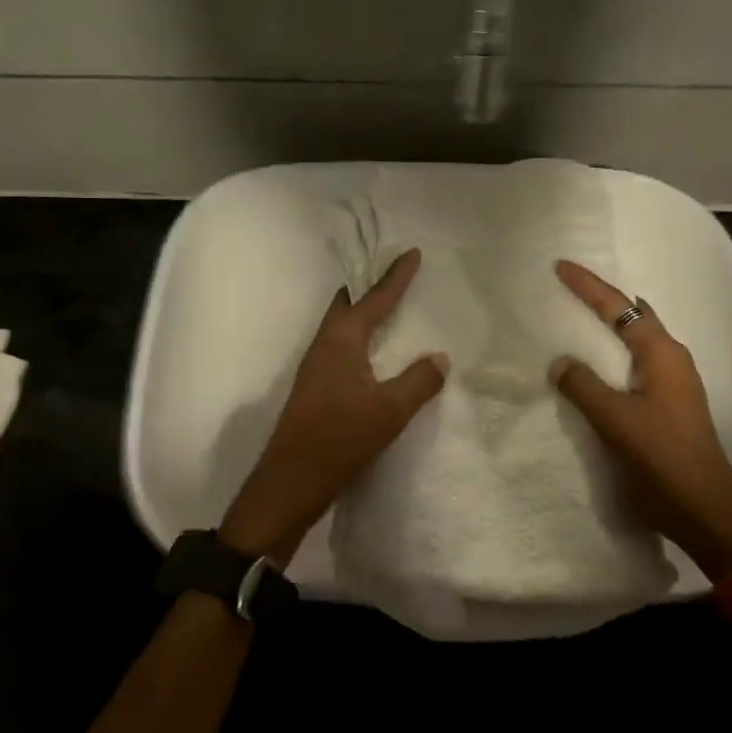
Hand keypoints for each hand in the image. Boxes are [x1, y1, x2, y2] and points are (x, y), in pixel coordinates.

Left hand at [219, 248, 448, 562]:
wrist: (291, 479)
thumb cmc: (341, 438)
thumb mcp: (390, 411)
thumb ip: (418, 381)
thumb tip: (440, 357)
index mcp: (342, 341)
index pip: (374, 299)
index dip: (395, 276)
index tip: (411, 252)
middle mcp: (324, 345)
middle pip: (347, 302)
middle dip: (369, 284)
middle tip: (392, 270)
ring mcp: (315, 365)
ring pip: (340, 323)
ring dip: (361, 308)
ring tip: (384, 303)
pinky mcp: (314, 385)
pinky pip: (339, 344)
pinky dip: (357, 333)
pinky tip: (369, 349)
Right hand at [549, 260, 731, 579]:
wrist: (705, 513)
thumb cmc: (662, 460)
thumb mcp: (616, 420)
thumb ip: (584, 386)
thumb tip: (560, 361)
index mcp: (663, 355)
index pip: (620, 308)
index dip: (589, 286)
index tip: (560, 267)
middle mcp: (671, 361)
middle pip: (632, 317)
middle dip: (602, 301)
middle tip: (567, 290)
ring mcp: (672, 384)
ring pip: (634, 342)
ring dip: (607, 329)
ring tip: (574, 321)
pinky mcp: (667, 406)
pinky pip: (633, 366)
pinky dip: (610, 356)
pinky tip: (592, 367)